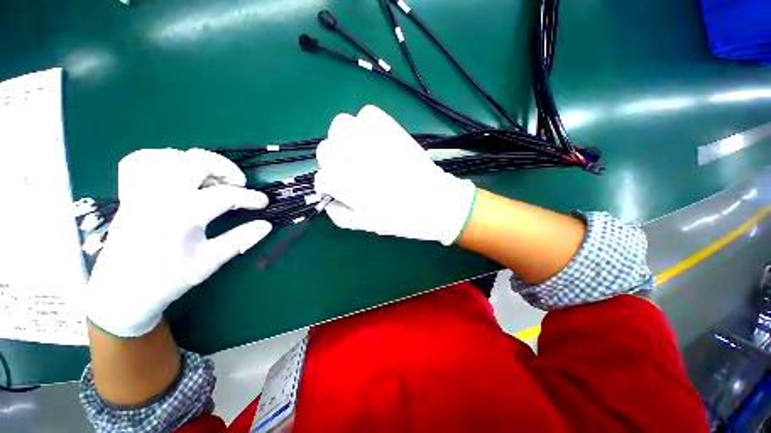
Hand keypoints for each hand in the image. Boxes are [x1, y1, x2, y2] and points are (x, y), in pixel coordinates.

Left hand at [86, 149, 271, 337]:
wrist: (122, 293)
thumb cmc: (168, 280)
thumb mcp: (210, 262)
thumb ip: (240, 239)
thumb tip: (266, 225)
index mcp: (180, 216)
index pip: (224, 195)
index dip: (250, 197)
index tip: (263, 202)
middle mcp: (158, 197)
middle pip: (194, 162)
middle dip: (224, 169)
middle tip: (238, 184)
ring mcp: (139, 192)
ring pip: (168, 156)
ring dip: (195, 163)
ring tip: (209, 179)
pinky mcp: (128, 194)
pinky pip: (140, 161)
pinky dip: (162, 160)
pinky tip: (177, 174)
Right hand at [314, 105, 475, 244]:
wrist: (435, 203)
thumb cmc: (401, 218)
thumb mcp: (365, 225)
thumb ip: (340, 215)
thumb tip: (327, 200)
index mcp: (348, 187)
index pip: (322, 179)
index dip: (329, 186)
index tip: (339, 190)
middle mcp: (354, 159)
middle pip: (325, 150)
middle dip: (333, 162)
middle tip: (350, 170)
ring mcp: (372, 139)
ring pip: (341, 125)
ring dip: (345, 139)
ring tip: (359, 151)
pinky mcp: (391, 127)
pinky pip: (367, 114)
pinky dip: (366, 124)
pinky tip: (375, 139)